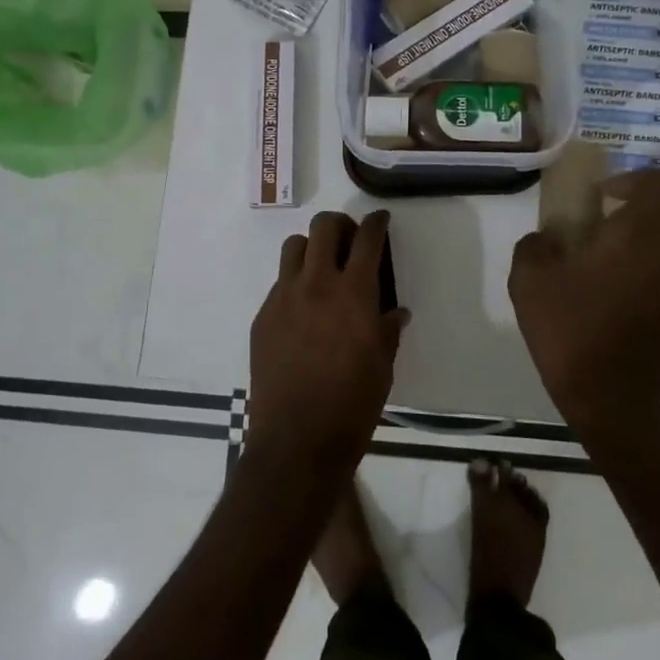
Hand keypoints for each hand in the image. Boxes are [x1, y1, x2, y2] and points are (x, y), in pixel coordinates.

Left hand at [246, 210, 408, 476]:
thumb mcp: (382, 366)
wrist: (297, 440)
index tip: (380, 220)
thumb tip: (395, 312)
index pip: (367, 239)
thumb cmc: (352, 405)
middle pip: (324, 227)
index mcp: (354, 293)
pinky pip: (280, 283)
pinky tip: (304, 310)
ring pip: (294, 247)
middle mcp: (316, 284)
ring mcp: (284, 298)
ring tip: (323, 269)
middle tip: (351, 241)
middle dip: (341, 225)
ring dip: (312, 248)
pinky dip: (295, 282)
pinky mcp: (263, 316)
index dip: (376, 222)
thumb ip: (387, 330)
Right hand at [508, 169, 659, 445]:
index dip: (639, 177)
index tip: (604, 196)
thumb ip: (535, 245)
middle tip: (599, 226)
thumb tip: (547, 240)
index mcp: (637, 235)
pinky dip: (643, 276)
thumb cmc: (569, 329)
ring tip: (598, 271)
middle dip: (638, 209)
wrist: (610, 399)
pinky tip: (609, 303)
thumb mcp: (528, 280)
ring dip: (639, 245)